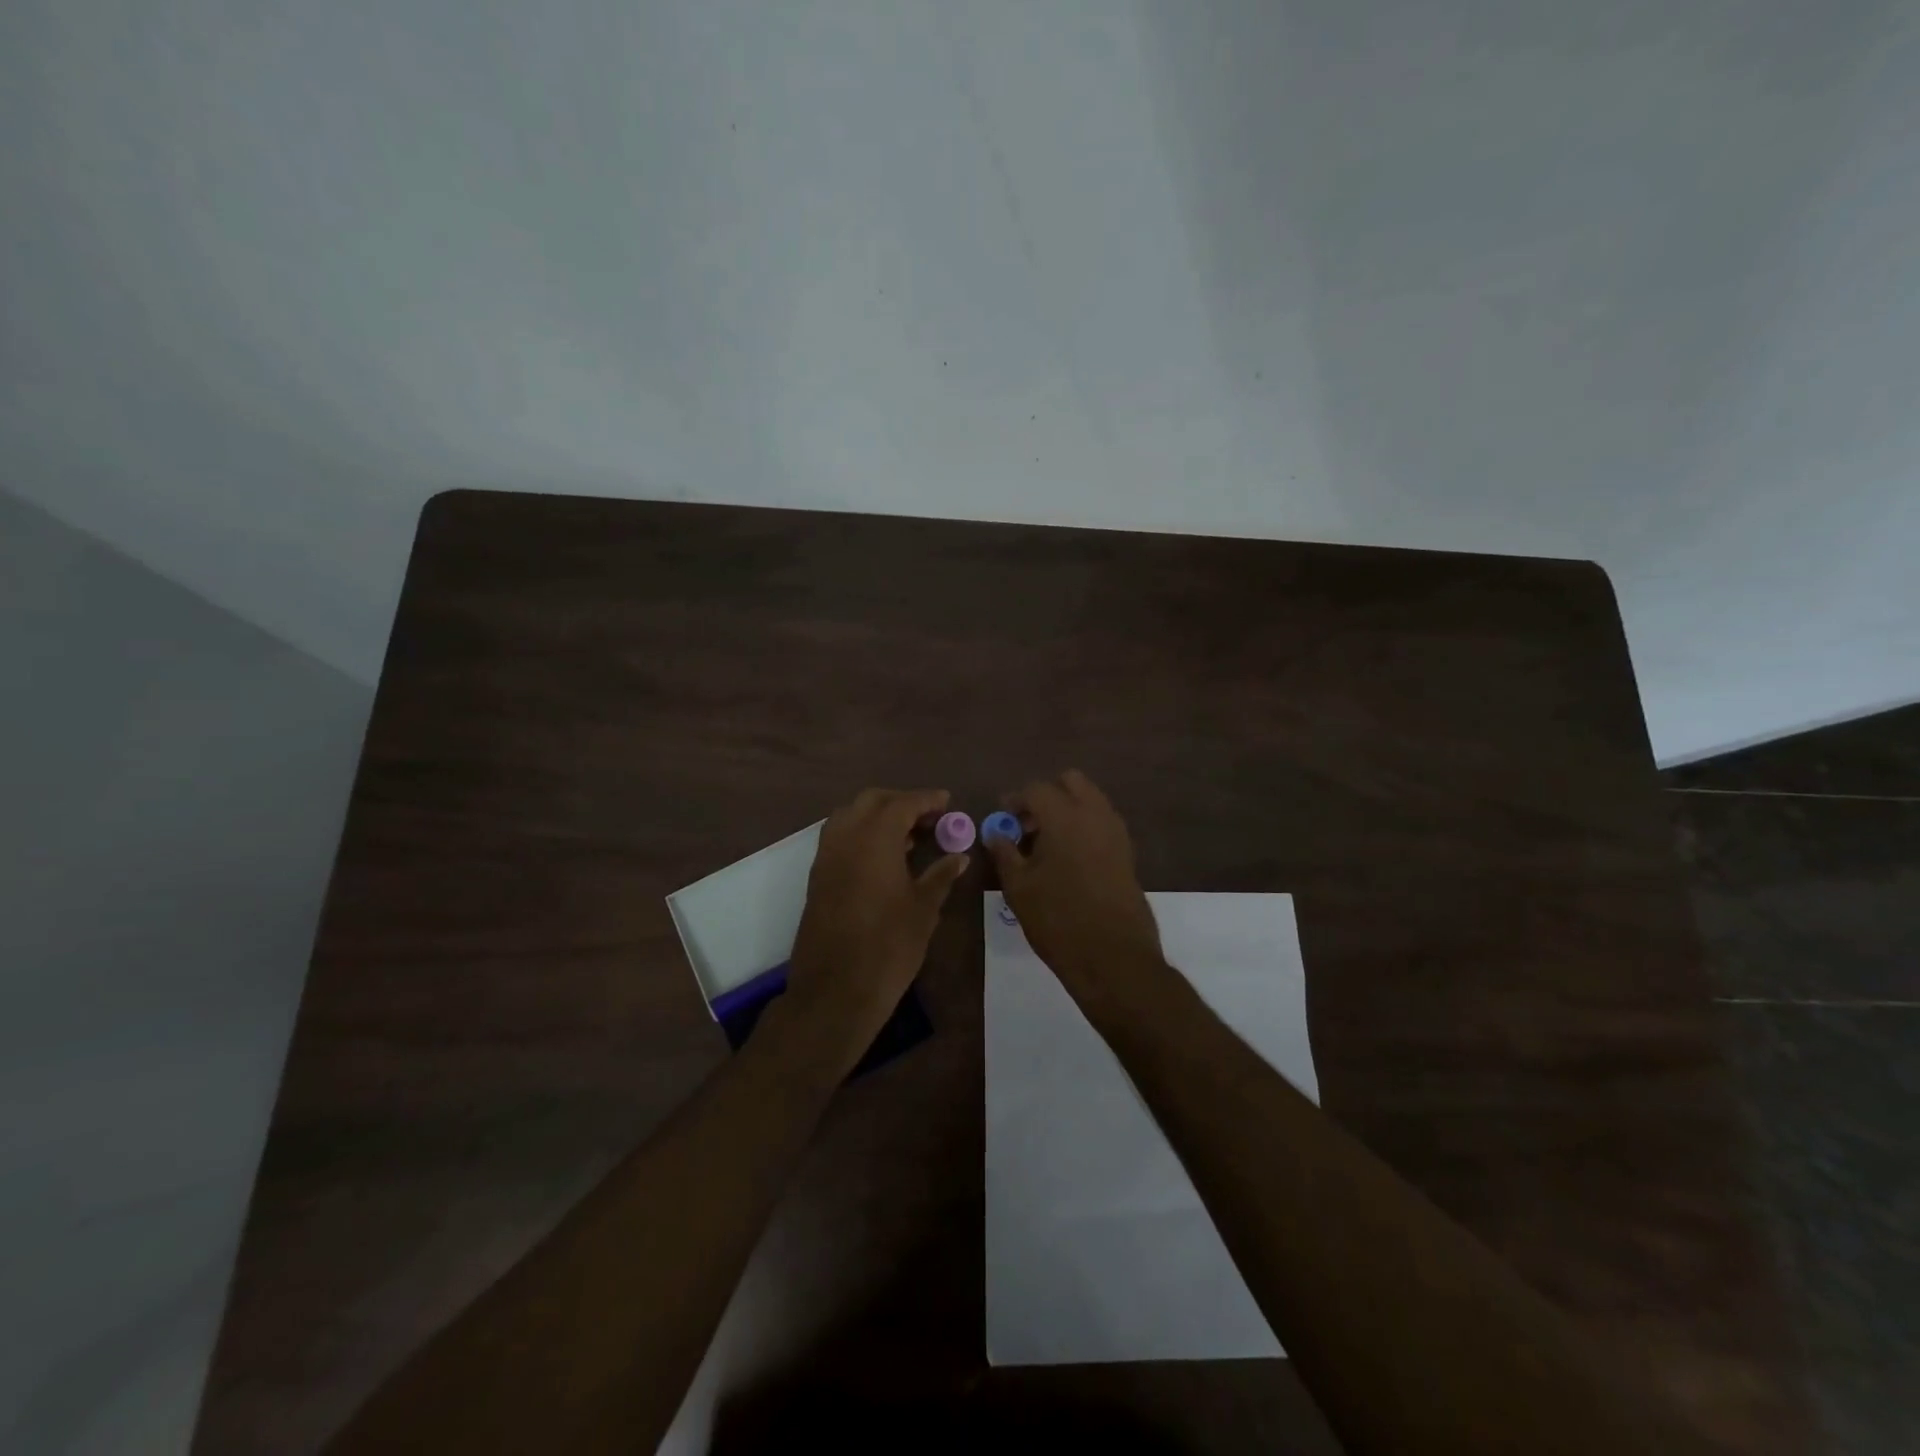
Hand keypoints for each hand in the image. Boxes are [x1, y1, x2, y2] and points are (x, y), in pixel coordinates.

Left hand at [786, 788, 968, 1068]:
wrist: (835, 990)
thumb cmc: (888, 946)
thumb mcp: (924, 909)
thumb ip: (941, 875)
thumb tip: (958, 856)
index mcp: (874, 838)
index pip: (903, 803)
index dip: (927, 800)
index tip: (947, 802)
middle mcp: (845, 837)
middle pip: (872, 801)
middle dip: (901, 802)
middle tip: (929, 819)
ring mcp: (826, 856)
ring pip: (850, 816)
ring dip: (878, 816)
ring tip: (908, 838)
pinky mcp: (817, 876)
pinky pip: (839, 838)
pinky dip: (861, 834)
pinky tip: (883, 858)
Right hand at [985, 771, 1165, 1019]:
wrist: (1113, 956)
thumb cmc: (1058, 919)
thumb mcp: (1019, 887)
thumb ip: (1005, 853)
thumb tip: (995, 834)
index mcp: (1065, 816)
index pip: (1036, 789)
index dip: (1015, 800)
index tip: (1003, 818)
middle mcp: (1095, 814)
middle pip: (1071, 782)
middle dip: (1047, 795)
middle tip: (1028, 824)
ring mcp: (1116, 832)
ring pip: (1091, 800)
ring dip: (1068, 809)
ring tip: (1046, 844)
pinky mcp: (1127, 852)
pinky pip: (1102, 822)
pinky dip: (1084, 826)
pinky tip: (1068, 858)